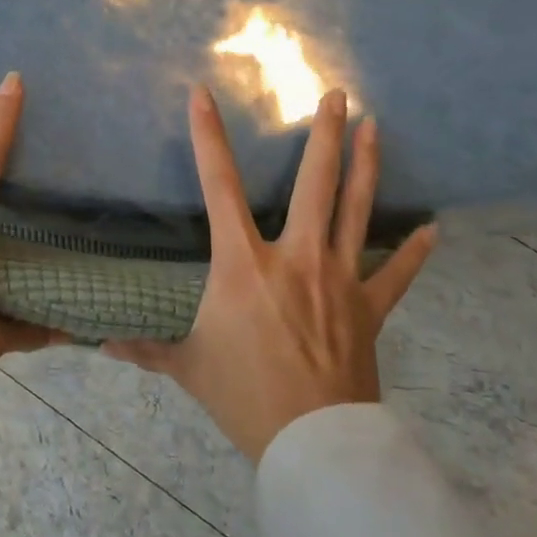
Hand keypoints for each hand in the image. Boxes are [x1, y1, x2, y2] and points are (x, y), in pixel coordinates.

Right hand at [105, 85, 435, 462]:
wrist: (312, 442)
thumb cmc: (244, 395)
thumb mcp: (188, 367)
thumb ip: (147, 349)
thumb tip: (102, 346)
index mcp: (243, 264)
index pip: (217, 186)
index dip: (207, 137)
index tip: (203, 94)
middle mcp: (295, 258)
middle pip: (314, 184)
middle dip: (325, 135)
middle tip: (338, 95)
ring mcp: (339, 279)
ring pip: (357, 211)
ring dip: (366, 166)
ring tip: (377, 127)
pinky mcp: (370, 308)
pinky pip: (398, 274)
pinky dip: (416, 252)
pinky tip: (434, 229)